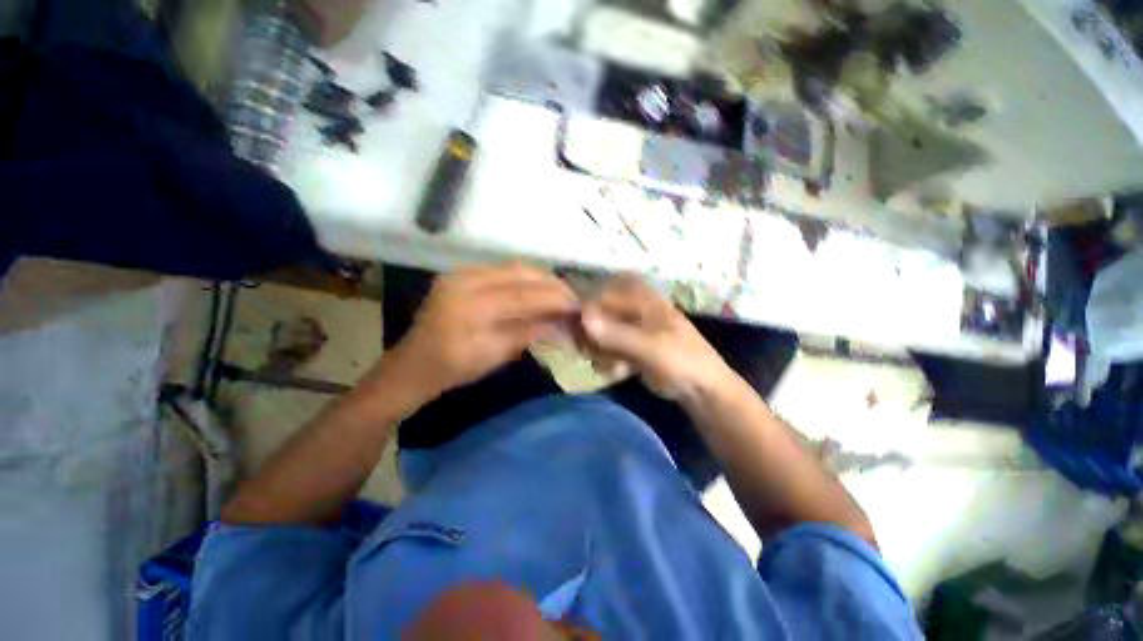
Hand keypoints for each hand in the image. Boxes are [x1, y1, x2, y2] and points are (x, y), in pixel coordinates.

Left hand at [390, 264, 578, 395]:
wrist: (412, 365)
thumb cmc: (453, 368)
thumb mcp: (494, 355)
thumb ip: (528, 333)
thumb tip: (561, 323)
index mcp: (470, 307)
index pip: (523, 295)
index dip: (554, 298)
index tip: (578, 305)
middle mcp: (465, 280)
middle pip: (520, 273)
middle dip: (551, 283)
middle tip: (572, 296)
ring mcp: (461, 273)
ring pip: (513, 267)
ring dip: (540, 278)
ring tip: (559, 292)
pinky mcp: (461, 274)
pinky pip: (501, 270)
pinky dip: (524, 278)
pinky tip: (536, 289)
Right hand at [579, 275, 736, 402]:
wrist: (703, 389)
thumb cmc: (681, 362)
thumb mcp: (649, 349)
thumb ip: (616, 334)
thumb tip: (582, 318)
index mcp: (642, 298)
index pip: (601, 297)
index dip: (584, 315)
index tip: (576, 337)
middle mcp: (634, 307)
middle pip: (597, 315)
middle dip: (591, 338)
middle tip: (591, 355)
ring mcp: (632, 326)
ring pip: (600, 332)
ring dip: (599, 351)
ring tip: (607, 366)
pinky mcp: (631, 343)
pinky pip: (608, 346)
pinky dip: (608, 360)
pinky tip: (616, 371)